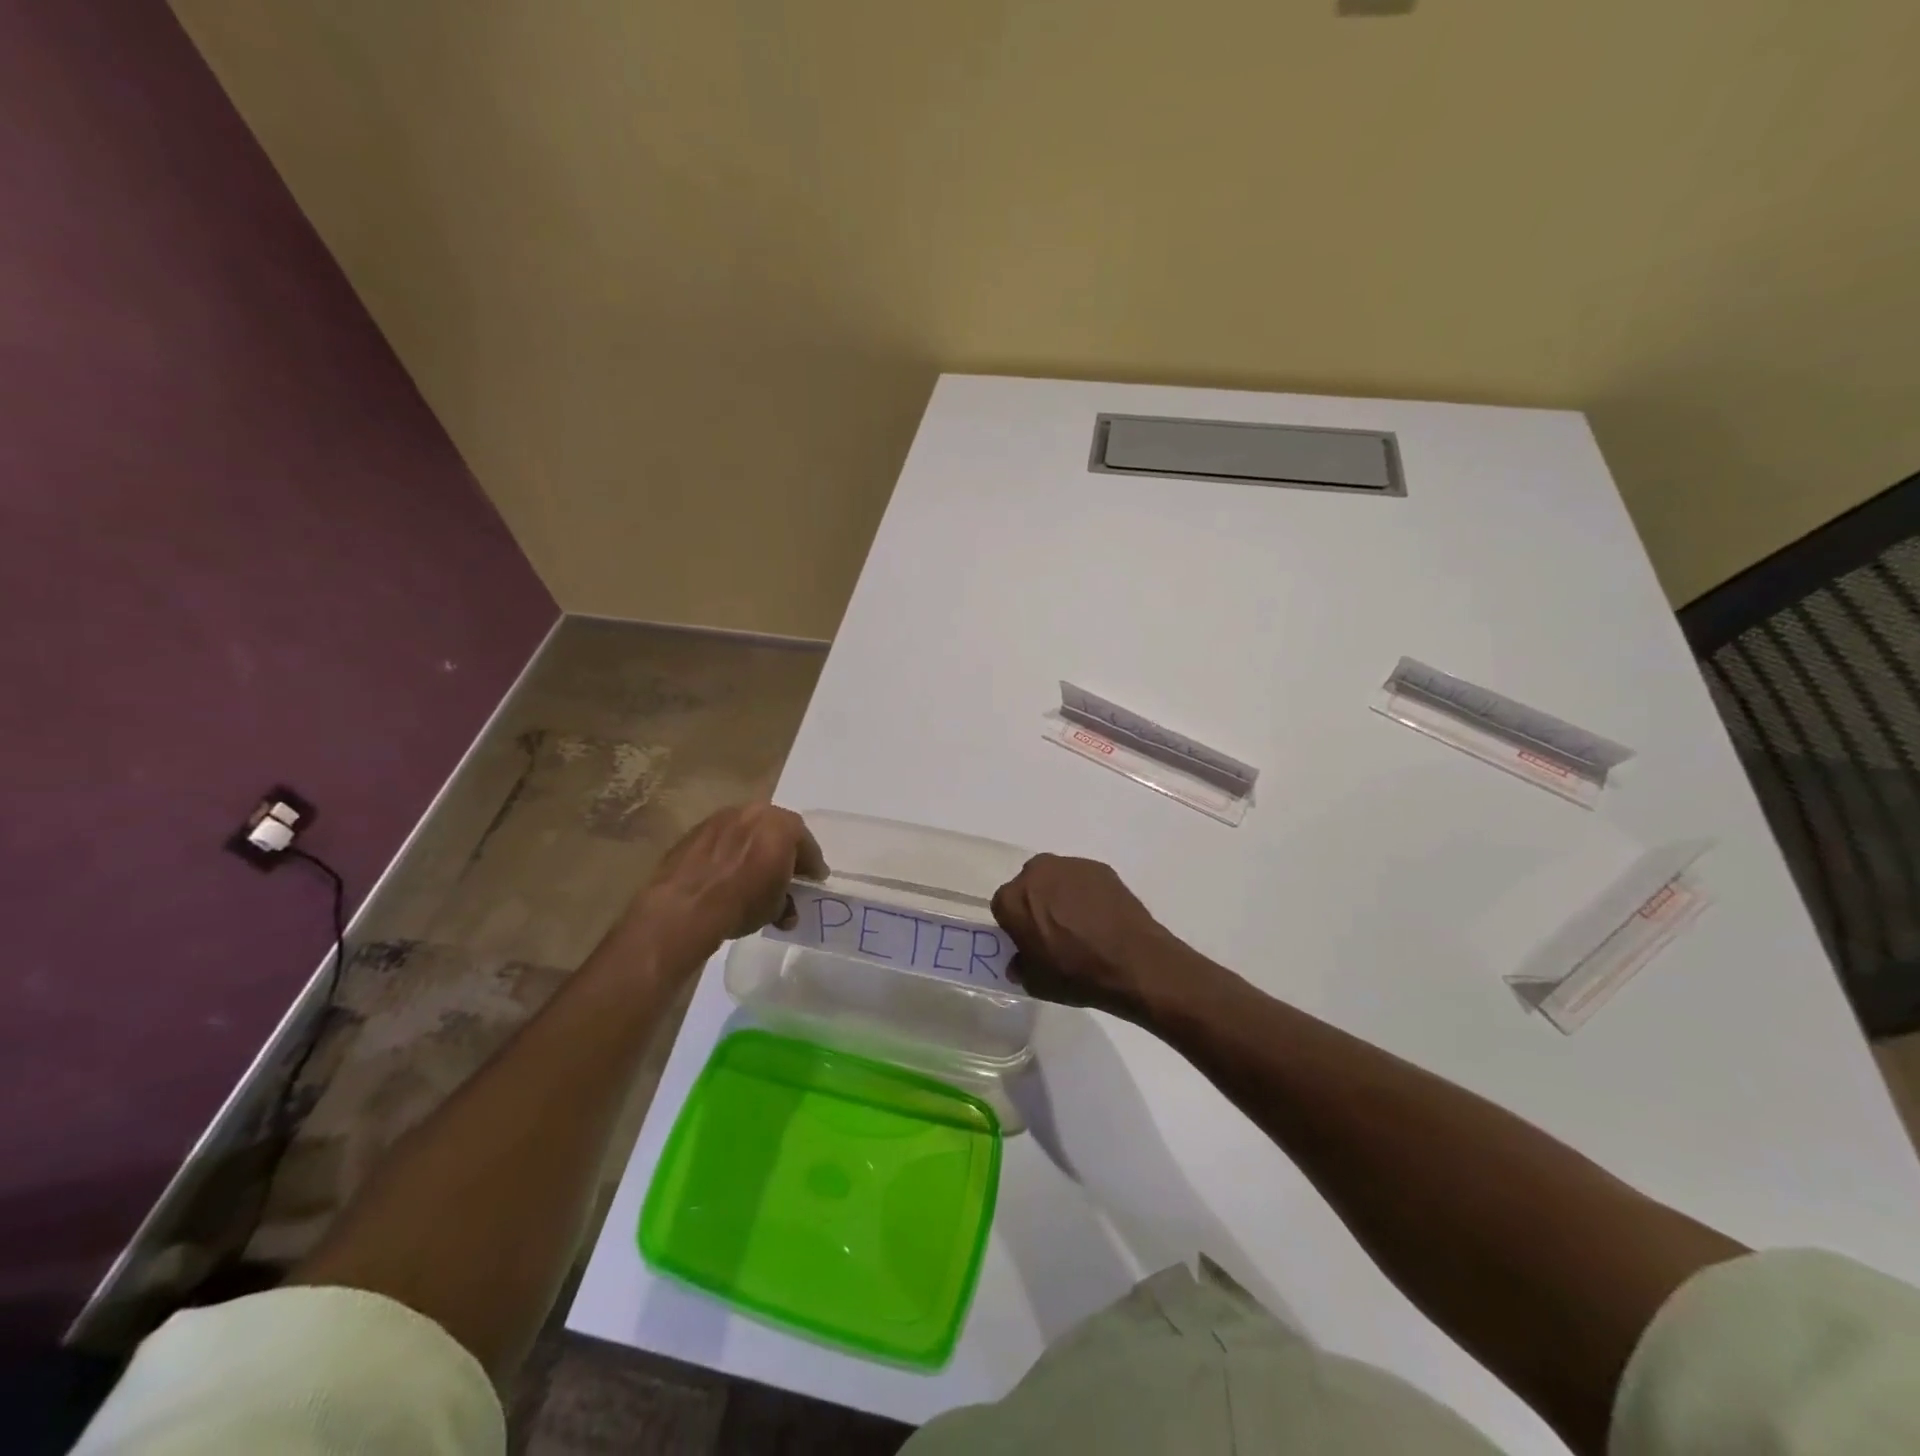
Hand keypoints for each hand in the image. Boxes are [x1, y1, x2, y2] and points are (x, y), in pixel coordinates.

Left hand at [639, 804, 826, 959]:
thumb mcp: (775, 908)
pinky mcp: (695, 830)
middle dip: (783, 850)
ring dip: (754, 848)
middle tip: (787, 872)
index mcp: (782, 825)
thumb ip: (786, 902)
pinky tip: (726, 873)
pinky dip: (729, 852)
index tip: (814, 878)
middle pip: (776, 830)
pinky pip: (723, 839)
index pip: (806, 843)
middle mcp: (754, 812)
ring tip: (753, 873)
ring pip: (748, 831)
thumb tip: (786, 910)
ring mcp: (721, 818)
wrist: (684, 906)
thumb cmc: (742, 902)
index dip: (812, 864)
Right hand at [990, 854, 1192, 1023]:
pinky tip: (1101, 918)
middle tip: (1053, 930)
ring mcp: (1070, 865)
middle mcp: (1037, 873)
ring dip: (1060, 895)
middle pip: (1028, 886)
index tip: (1028, 941)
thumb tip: (1020, 960)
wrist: (1133, 962)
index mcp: (1013, 899)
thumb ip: (1021, 966)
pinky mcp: (1099, 867)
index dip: (1015, 925)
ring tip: (1081, 924)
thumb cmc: (1076, 974)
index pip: (1003, 908)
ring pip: (1056, 879)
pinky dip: (1086, 893)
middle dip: (1036, 903)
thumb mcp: (1036, 983)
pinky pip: (1082, 880)